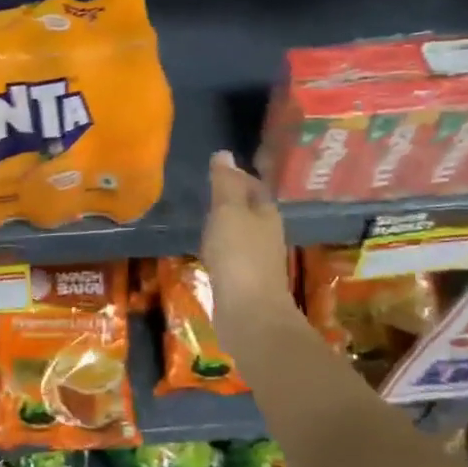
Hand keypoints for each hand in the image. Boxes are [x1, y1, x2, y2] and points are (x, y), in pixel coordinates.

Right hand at [201, 151, 297, 337]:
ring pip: (240, 233)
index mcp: (266, 213)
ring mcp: (257, 259)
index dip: (237, 176)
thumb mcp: (227, 211)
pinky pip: (231, 255)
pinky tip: (204, 251)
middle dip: (231, 200)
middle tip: (204, 191)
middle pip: (249, 209)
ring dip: (224, 225)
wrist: (249, 313)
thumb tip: (224, 153)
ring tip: (201, 219)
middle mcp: (266, 234)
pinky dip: (219, 248)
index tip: (215, 170)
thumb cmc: (239, 255)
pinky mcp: (245, 281)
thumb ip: (224, 184)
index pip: (253, 185)